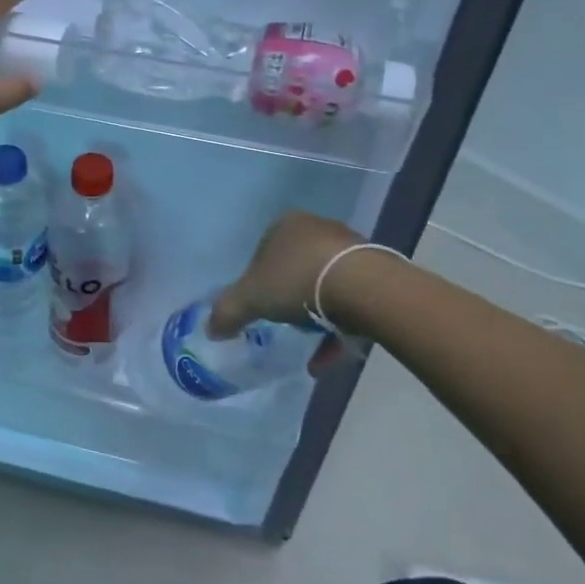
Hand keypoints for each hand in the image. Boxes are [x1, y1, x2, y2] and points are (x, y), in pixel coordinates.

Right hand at [208, 211, 364, 371]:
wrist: (362, 287)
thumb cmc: (297, 280)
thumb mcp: (251, 298)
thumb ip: (227, 311)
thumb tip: (210, 329)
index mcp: (286, 225)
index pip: (263, 248)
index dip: (256, 277)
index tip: (257, 303)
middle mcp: (318, 229)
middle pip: (295, 265)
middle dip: (288, 293)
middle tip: (280, 320)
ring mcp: (348, 250)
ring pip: (324, 284)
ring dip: (314, 314)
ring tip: (305, 342)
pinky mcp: (374, 274)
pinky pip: (348, 303)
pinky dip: (335, 330)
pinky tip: (324, 358)